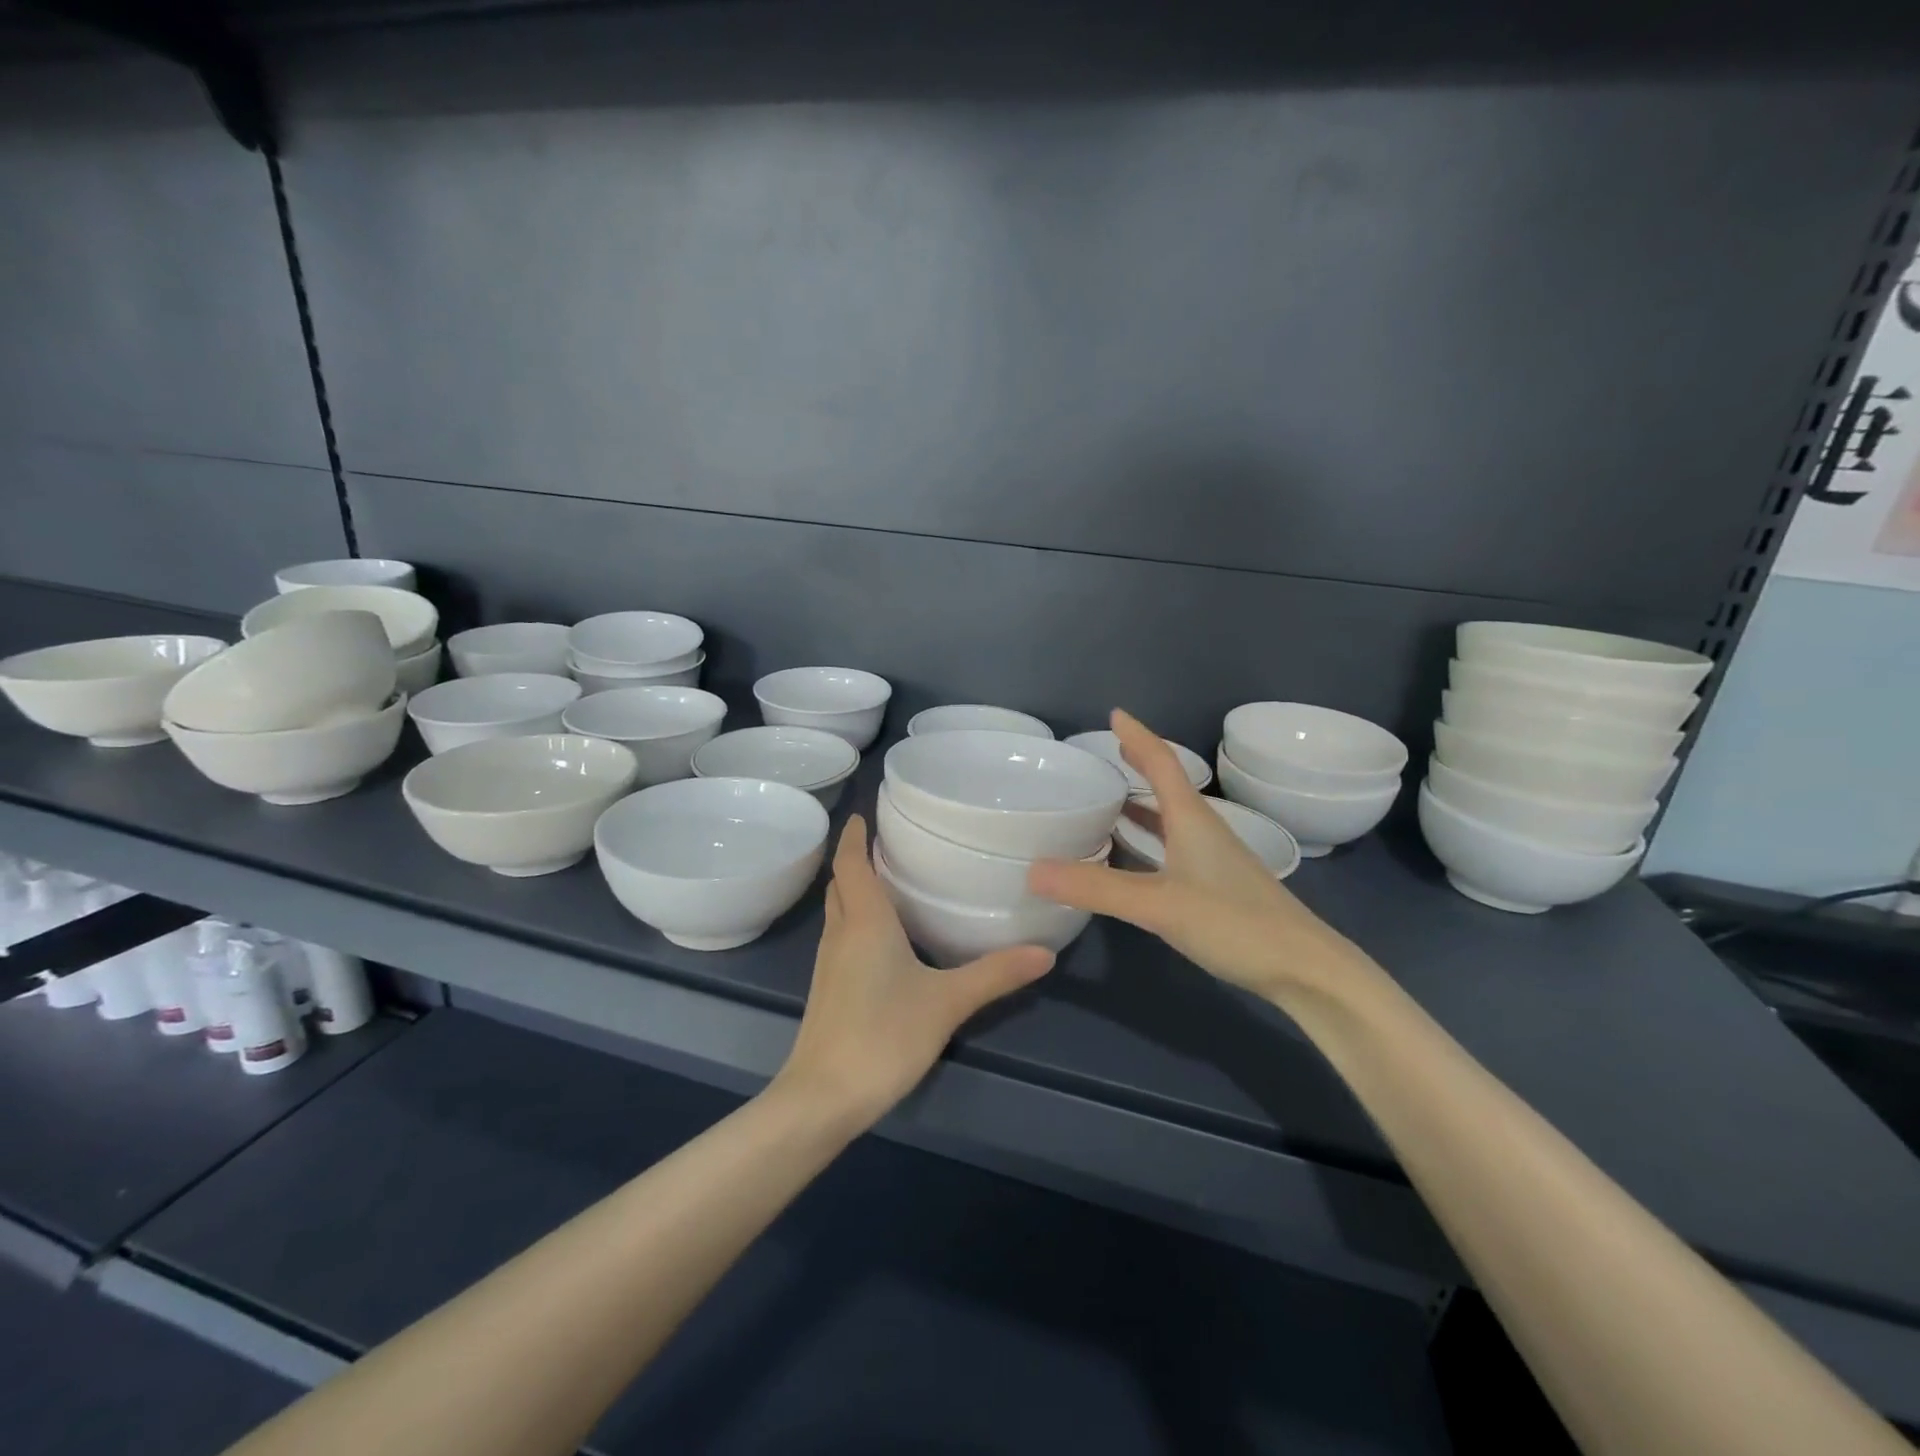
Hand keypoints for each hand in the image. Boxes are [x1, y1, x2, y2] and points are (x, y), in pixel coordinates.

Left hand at [776, 815, 1054, 1127]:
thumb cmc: (883, 1035)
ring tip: (887, 881)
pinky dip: (855, 921)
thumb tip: (1045, 952)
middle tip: (886, 844)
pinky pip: (839, 937)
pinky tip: (880, 938)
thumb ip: (995, 974)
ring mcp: (828, 964)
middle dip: (855, 860)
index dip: (852, 836)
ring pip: (838, 912)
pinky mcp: (827, 990)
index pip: (850, 864)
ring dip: (854, 891)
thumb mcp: (947, 1002)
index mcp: (864, 922)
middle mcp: (840, 933)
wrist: (822, 1097)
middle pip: (840, 884)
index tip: (861, 814)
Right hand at [1027, 709, 1377, 1000]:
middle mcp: (1202, 831)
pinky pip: (1171, 848)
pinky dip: (1146, 841)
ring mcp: (1212, 860)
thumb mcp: (1158, 904)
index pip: (1162, 762)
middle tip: (1106, 754)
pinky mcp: (1215, 886)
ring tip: (1107, 799)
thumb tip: (1032, 871)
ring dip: (1140, 805)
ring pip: (1169, 819)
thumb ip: (1096, 888)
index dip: (1138, 736)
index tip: (1115, 714)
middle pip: (1166, 786)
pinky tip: (1129, 857)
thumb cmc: (1235, 923)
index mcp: (1191, 819)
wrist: (1304, 970)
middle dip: (1138, 765)